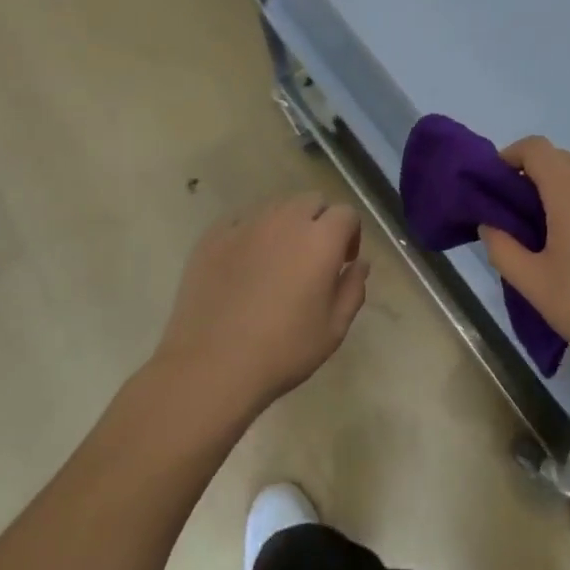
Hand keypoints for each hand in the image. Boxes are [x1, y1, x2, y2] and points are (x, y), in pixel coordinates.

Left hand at [153, 193, 369, 419]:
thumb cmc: (283, 351)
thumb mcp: (334, 329)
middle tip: (312, 258)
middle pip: (311, 201)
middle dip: (319, 222)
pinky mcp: (213, 236)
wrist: (210, 367)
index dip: (350, 234)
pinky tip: (244, 266)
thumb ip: (353, 288)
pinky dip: (251, 234)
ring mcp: (246, 225)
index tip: (343, 262)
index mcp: (321, 239)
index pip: (346, 213)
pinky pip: (241, 221)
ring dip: (286, 225)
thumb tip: (359, 264)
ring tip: (277, 262)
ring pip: (276, 207)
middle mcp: (286, 220)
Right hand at [478, 137, 569, 387]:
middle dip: (537, 175)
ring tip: (558, 235)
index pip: (536, 147)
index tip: (499, 184)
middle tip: (522, 215)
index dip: (512, 155)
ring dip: (567, 191)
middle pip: (563, 159)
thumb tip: (491, 224)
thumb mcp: (533, 283)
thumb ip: (502, 248)